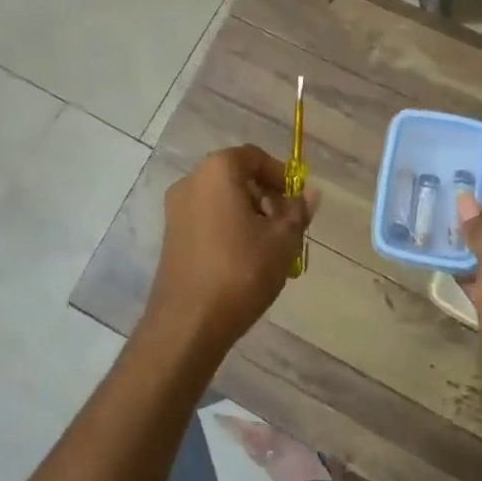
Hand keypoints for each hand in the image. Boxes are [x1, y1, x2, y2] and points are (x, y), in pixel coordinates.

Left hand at [142, 145, 318, 362]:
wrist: (188, 323)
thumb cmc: (241, 271)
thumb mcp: (283, 240)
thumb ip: (298, 211)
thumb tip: (311, 193)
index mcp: (217, 171)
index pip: (254, 157)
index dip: (280, 175)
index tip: (296, 201)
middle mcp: (191, 181)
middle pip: (236, 176)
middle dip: (265, 196)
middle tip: (286, 225)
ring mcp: (176, 209)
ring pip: (221, 199)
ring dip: (248, 213)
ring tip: (269, 246)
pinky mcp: (171, 236)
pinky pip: (207, 218)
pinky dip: (228, 227)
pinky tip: (244, 258)